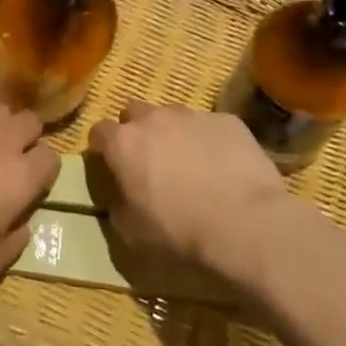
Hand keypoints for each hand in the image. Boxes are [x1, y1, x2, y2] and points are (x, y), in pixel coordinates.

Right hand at [87, 101, 292, 277]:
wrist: (246, 226)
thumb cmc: (180, 233)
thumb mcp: (132, 231)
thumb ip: (119, 203)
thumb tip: (122, 193)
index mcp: (124, 144)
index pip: (99, 131)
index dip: (102, 147)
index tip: (109, 163)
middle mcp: (154, 119)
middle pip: (135, 112)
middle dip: (136, 131)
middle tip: (149, 160)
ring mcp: (193, 116)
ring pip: (173, 115)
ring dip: (173, 133)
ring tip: (189, 162)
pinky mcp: (229, 121)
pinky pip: (210, 125)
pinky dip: (209, 140)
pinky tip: (223, 166)